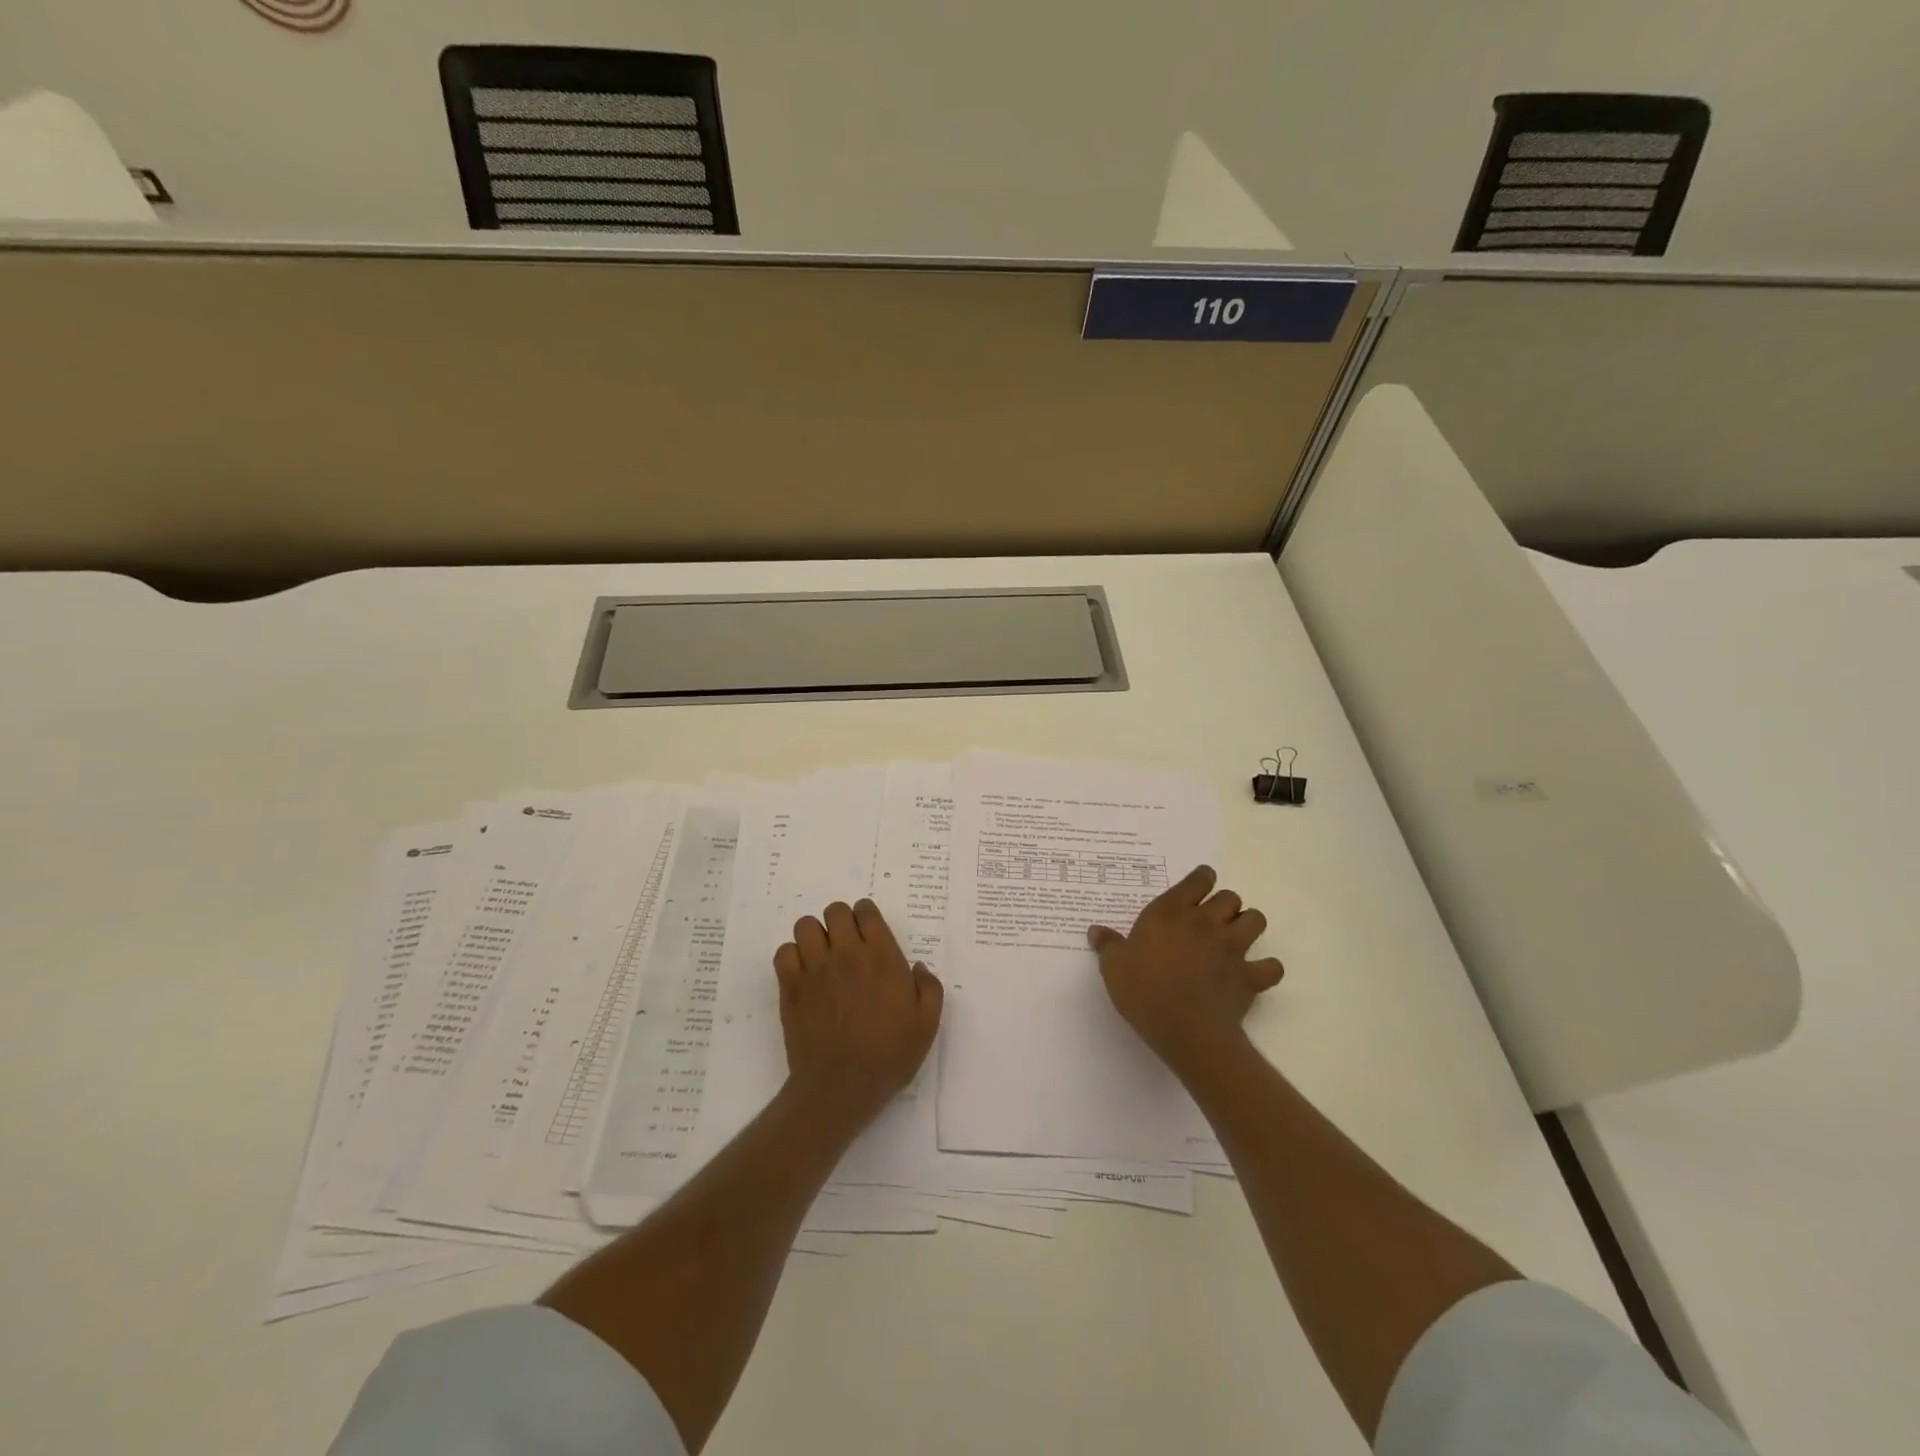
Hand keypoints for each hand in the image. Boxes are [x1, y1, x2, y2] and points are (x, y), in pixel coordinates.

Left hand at [774, 899, 942, 1127]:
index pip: (866, 911)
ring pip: (806, 926)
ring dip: (814, 936)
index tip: (869, 935)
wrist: (841, 1087)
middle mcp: (847, 954)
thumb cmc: (888, 1056)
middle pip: (835, 911)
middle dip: (840, 922)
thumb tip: (917, 967)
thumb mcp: (927, 1024)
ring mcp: (816, 968)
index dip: (866, 917)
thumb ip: (929, 988)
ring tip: (821, 958)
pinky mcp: (791, 987)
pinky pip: (784, 952)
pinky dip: (792, 957)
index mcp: (882, 957)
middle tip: (845, 946)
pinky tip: (803, 975)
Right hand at [1088, 865, 1282, 1077]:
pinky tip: (1254, 975)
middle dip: (1225, 906)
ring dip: (1248, 926)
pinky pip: (1272, 966)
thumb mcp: (1114, 967)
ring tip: (1235, 940)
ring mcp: (1232, 948)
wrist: (1184, 1030)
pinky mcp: (1250, 976)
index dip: (1201, 881)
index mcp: (1172, 912)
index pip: (1199, 879)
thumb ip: (1108, 945)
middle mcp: (1206, 922)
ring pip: (1256, 920)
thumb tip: (1095, 930)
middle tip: (1211, 922)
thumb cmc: (1144, 991)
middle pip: (1231, 897)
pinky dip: (1266, 969)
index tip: (1197, 891)